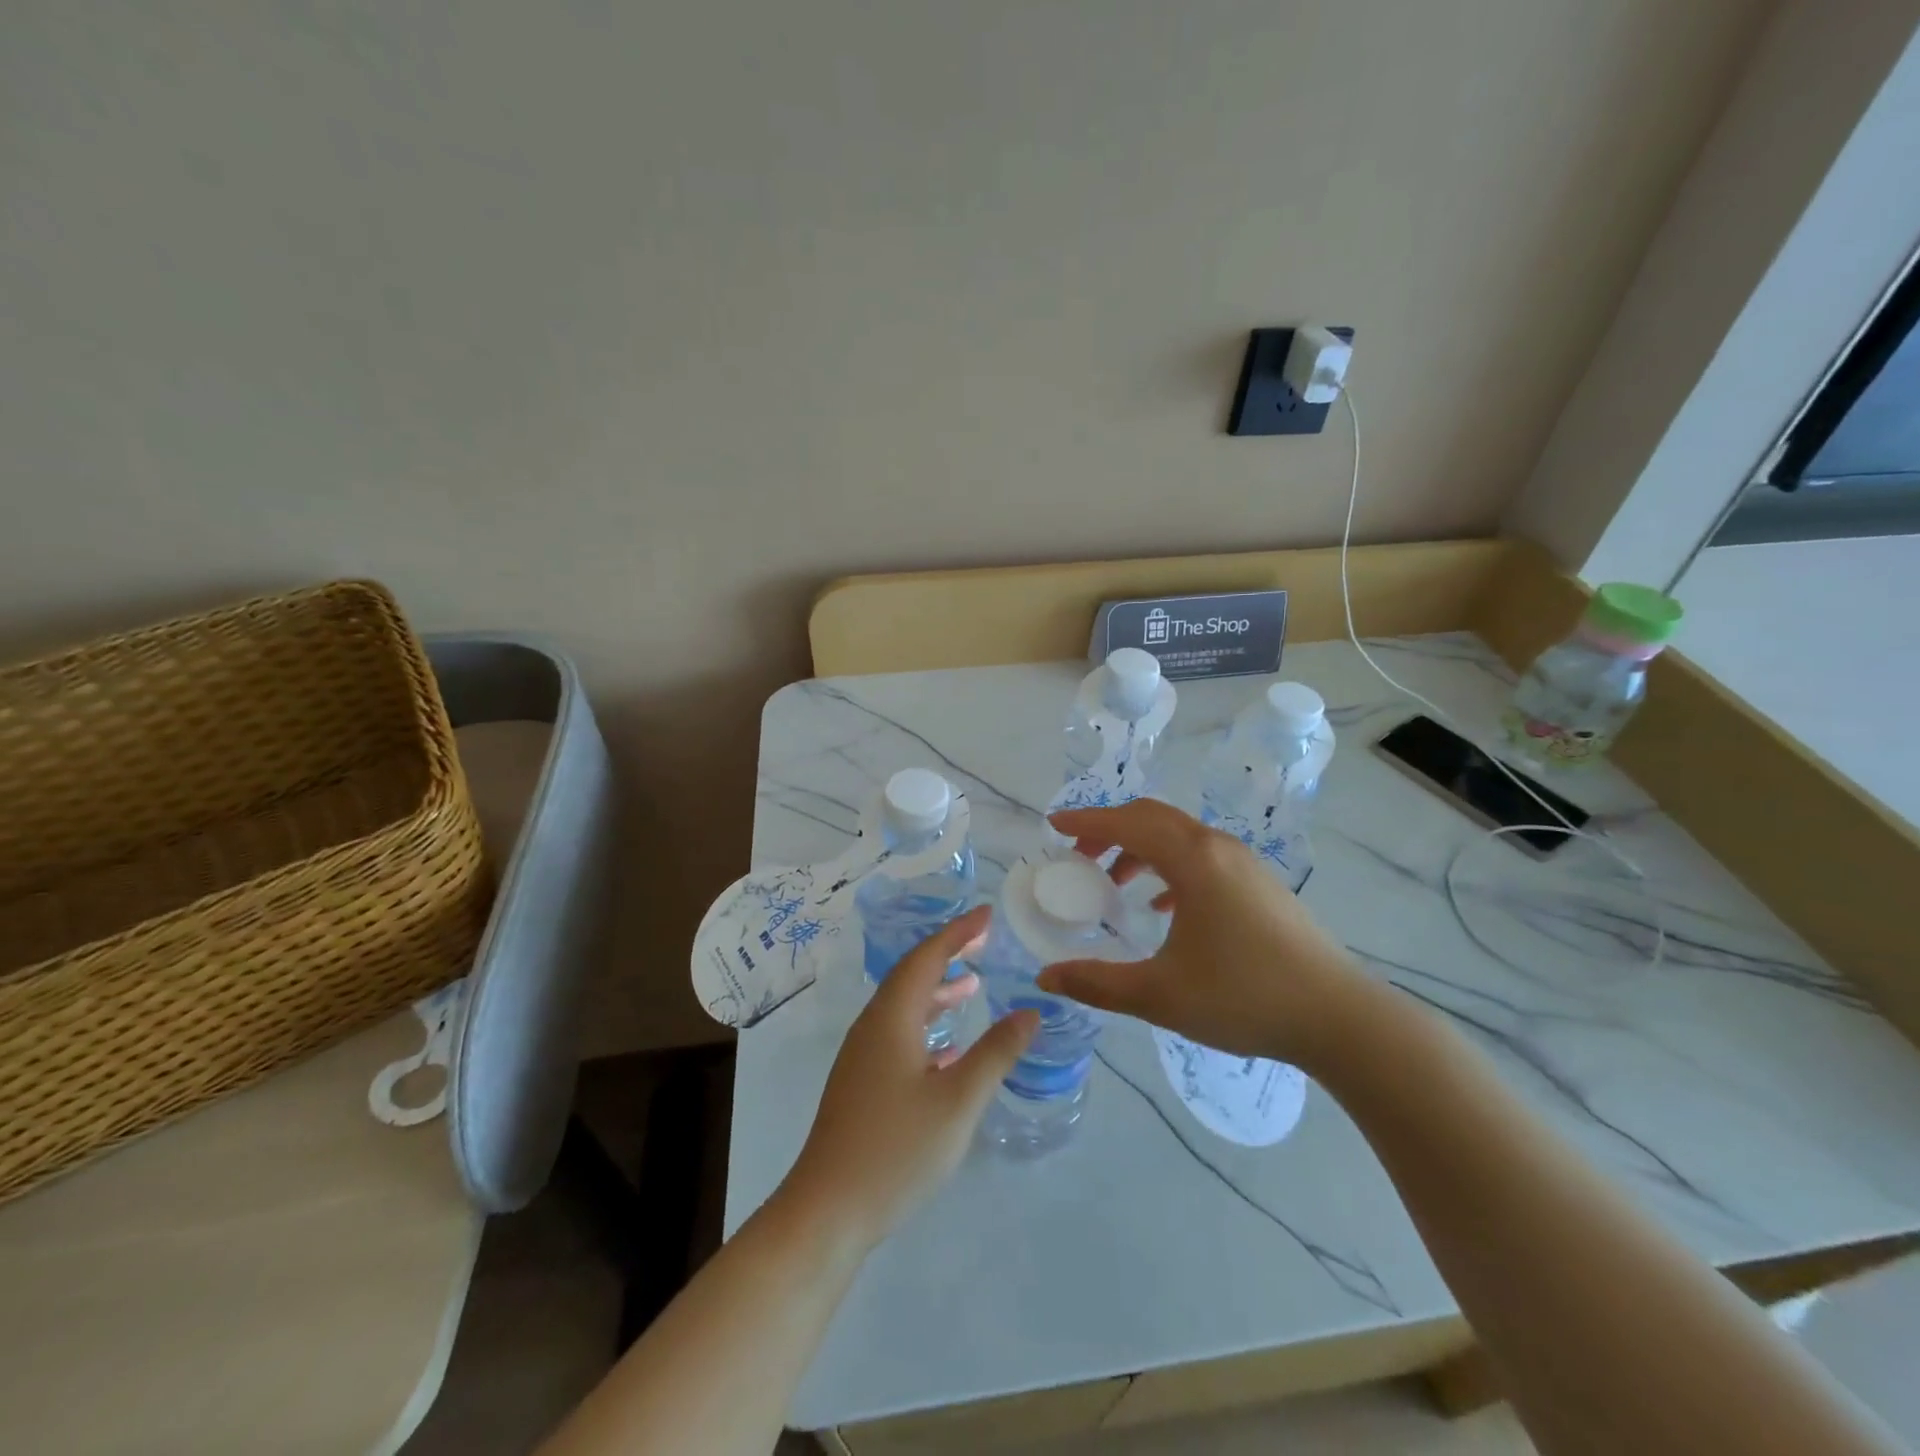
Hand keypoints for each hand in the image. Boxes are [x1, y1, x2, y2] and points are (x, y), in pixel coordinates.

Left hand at [781, 906, 1038, 1249]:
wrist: (827, 1210)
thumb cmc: (896, 1149)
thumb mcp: (958, 1101)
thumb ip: (996, 1053)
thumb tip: (1030, 1012)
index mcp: (892, 1018)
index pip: (927, 957)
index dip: (959, 932)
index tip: (988, 915)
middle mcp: (873, 1026)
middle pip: (912, 974)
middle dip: (948, 954)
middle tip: (984, 942)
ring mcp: (863, 1055)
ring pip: (904, 1006)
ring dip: (937, 990)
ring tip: (971, 986)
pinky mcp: (861, 1082)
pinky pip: (898, 1032)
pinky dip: (926, 1024)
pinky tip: (948, 1049)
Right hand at [1039, 799, 1371, 1069]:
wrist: (1338, 1017)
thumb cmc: (1243, 997)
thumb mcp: (1159, 994)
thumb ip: (1097, 983)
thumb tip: (1045, 979)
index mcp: (1191, 860)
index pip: (1126, 823)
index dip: (1085, 821)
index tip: (1053, 825)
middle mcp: (1216, 847)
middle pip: (1152, 818)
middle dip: (1110, 830)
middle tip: (1079, 856)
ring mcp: (1243, 862)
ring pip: (1179, 836)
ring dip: (1140, 847)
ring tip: (1115, 882)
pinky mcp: (1259, 882)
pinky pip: (1202, 856)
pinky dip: (1170, 866)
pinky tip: (1164, 906)